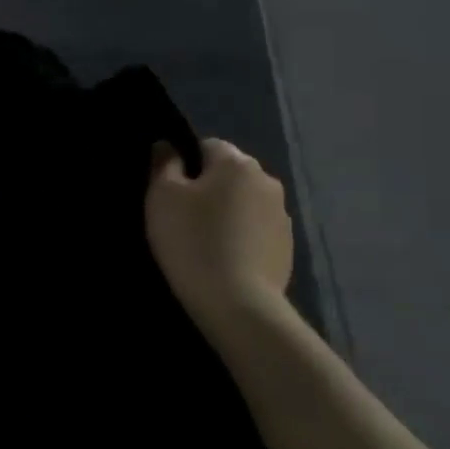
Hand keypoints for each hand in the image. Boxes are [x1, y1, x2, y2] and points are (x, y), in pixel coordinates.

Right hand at [145, 140, 292, 322]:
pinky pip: (255, 230)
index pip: (206, 145)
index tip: (170, 191)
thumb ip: (164, 164)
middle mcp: (267, 181)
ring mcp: (282, 215)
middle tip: (181, 217)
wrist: (237, 303)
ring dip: (225, 212)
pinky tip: (223, 259)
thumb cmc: (192, 240)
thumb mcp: (162, 196)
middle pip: (228, 174)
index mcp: (237, 163)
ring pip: (243, 202)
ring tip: (203, 241)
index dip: (184, 164)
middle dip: (207, 188)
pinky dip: (240, 236)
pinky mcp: (287, 247)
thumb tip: (168, 147)